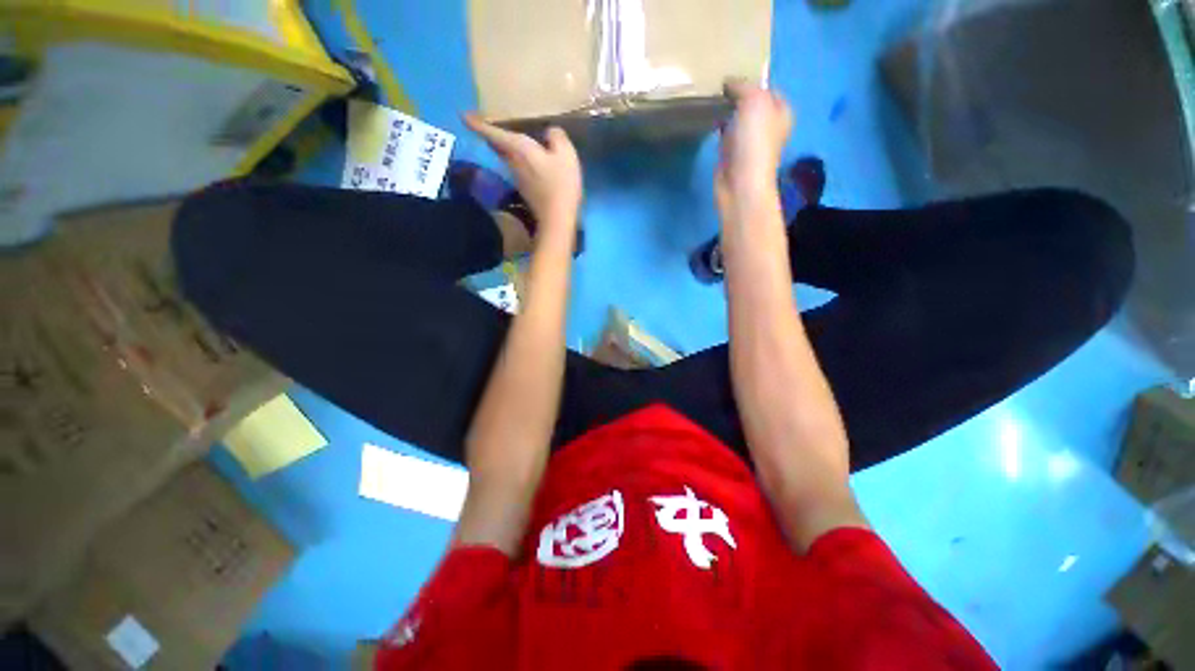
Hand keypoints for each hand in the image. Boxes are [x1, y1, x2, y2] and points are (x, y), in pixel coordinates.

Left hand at [465, 114, 582, 231]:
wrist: (555, 216)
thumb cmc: (560, 182)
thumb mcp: (565, 154)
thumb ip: (556, 137)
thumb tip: (549, 131)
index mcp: (518, 148)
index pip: (491, 133)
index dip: (476, 123)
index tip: (463, 115)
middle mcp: (511, 158)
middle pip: (494, 141)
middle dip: (487, 129)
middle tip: (485, 118)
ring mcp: (515, 171)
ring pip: (502, 150)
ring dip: (500, 139)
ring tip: (505, 127)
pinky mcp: (521, 181)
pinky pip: (512, 158)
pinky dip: (512, 149)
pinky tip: (525, 147)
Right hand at [715, 81, 793, 214]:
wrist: (742, 181)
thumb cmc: (755, 140)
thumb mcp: (755, 101)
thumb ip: (744, 85)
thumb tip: (730, 83)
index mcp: (782, 112)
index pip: (770, 88)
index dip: (754, 80)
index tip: (734, 73)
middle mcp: (771, 123)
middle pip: (754, 99)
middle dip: (739, 90)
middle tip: (718, 80)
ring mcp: (753, 136)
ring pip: (739, 111)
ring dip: (727, 103)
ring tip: (711, 91)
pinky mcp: (734, 147)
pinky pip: (726, 125)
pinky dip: (718, 118)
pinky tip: (707, 112)